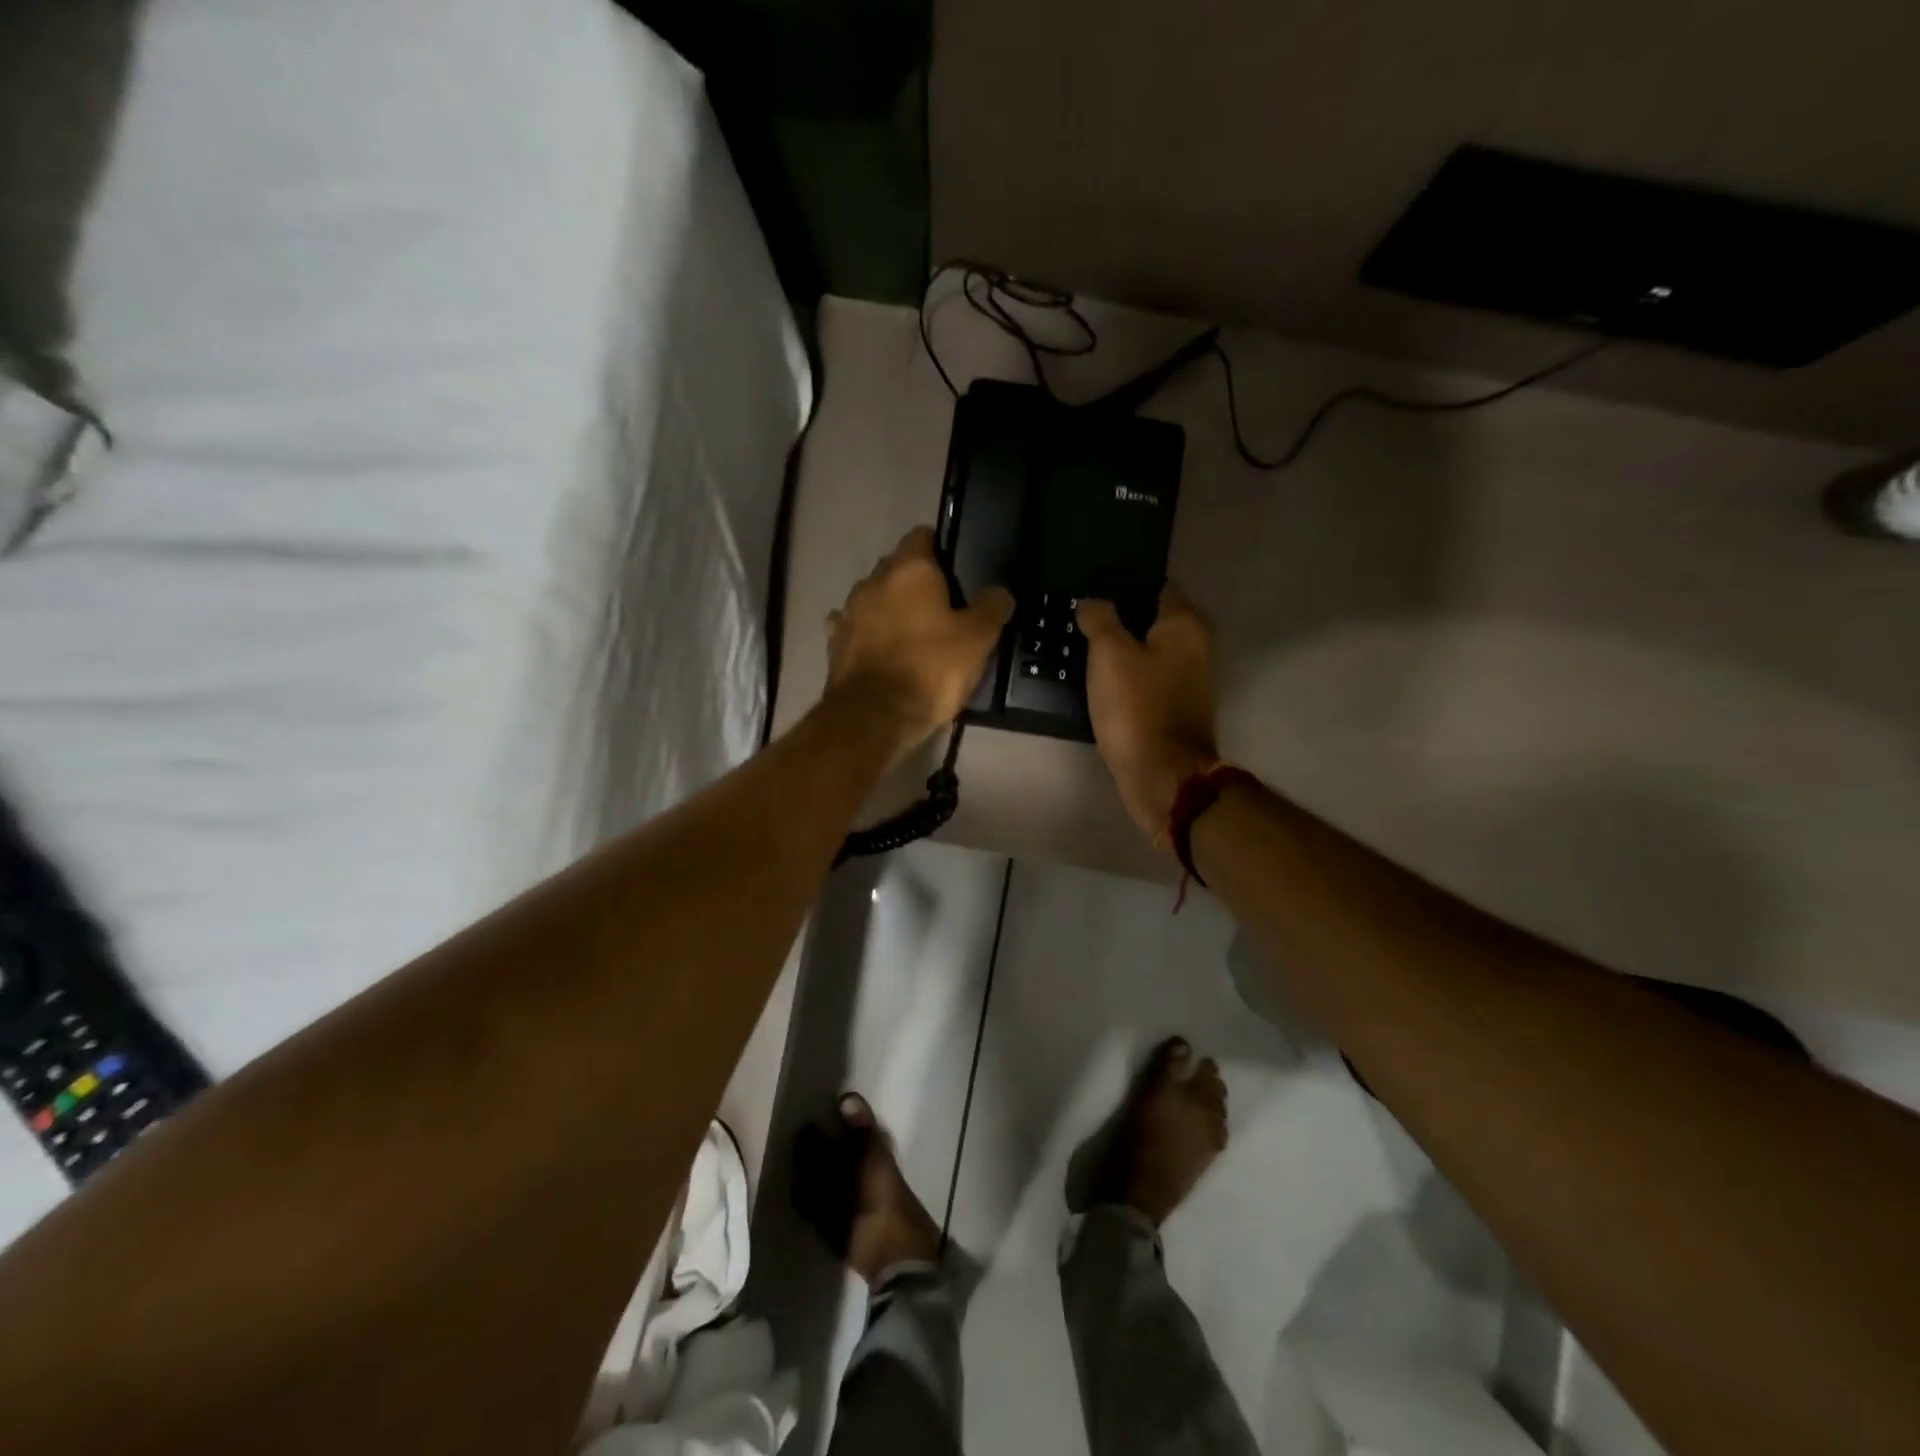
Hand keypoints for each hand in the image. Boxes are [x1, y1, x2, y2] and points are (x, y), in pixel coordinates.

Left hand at [826, 527, 1013, 757]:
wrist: (875, 716)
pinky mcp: (835, 643)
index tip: (956, 567)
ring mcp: (849, 611)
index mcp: (910, 570)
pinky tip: (879, 646)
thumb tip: (1000, 592)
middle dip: (915, 579)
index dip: (940, 547)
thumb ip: (992, 608)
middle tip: (942, 604)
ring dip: (889, 606)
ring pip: (873, 596)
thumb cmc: (932, 669)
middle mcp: (874, 581)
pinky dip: (867, 632)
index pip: (922, 535)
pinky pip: (854, 627)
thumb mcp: (977, 639)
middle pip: (896, 566)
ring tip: (911, 630)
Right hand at [1078, 584, 1219, 843]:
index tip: (1089, 585)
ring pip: (1148, 648)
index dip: (1121, 583)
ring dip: (1120, 647)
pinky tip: (1097, 677)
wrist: (1162, 774)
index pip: (1154, 584)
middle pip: (1151, 617)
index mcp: (1185, 623)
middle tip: (1078, 615)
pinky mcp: (1176, 705)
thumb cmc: (1137, 707)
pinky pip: (1146, 677)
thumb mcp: (1109, 653)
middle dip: (1118, 616)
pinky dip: (1126, 675)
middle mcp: (1196, 644)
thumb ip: (1100, 618)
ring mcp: (1189, 677)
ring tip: (1081, 643)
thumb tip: (1092, 602)